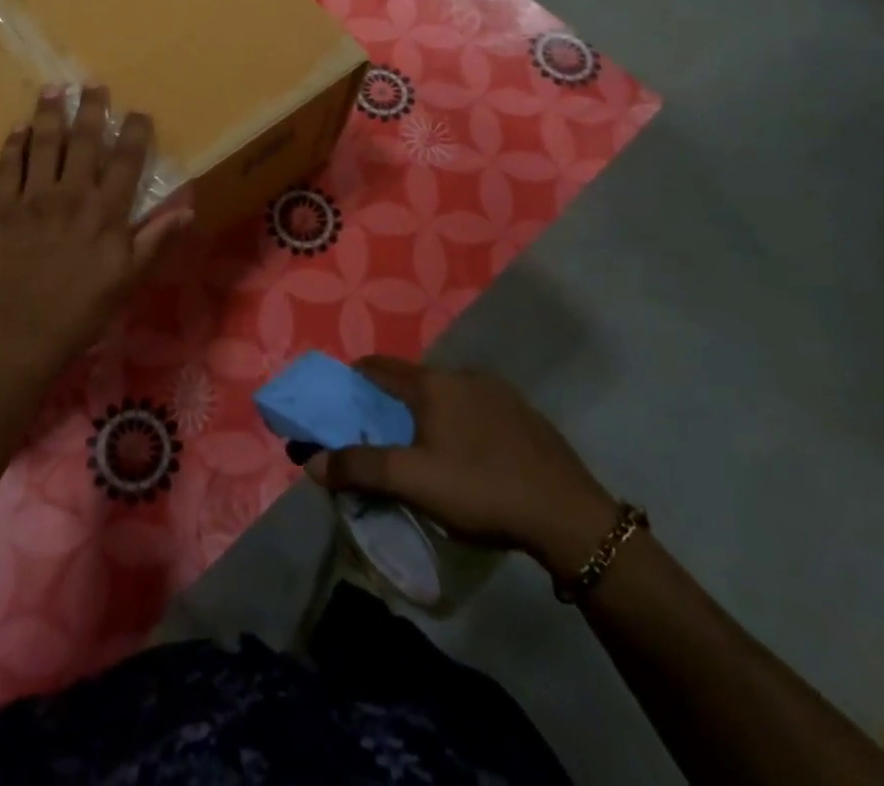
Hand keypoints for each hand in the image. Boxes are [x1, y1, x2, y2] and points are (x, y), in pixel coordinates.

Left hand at [0, 86, 189, 389]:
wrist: (14, 341)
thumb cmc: (78, 315)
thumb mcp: (126, 283)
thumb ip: (154, 241)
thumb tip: (187, 208)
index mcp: (106, 214)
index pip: (126, 161)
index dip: (135, 132)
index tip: (139, 112)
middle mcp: (70, 196)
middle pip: (84, 141)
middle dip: (91, 109)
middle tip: (93, 84)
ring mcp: (31, 200)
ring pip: (43, 144)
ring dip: (49, 114)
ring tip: (52, 89)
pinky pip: (6, 167)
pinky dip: (13, 145)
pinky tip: (17, 129)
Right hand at [306, 357, 618, 581]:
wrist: (570, 517)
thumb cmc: (481, 490)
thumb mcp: (414, 482)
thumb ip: (360, 468)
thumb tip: (313, 461)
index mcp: (432, 383)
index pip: (378, 366)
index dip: (354, 379)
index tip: (340, 401)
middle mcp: (462, 374)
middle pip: (413, 381)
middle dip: (392, 402)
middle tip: (381, 434)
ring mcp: (498, 392)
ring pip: (448, 394)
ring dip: (429, 413)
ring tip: (425, 449)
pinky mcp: (524, 414)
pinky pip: (478, 409)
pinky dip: (462, 423)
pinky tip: (471, 457)